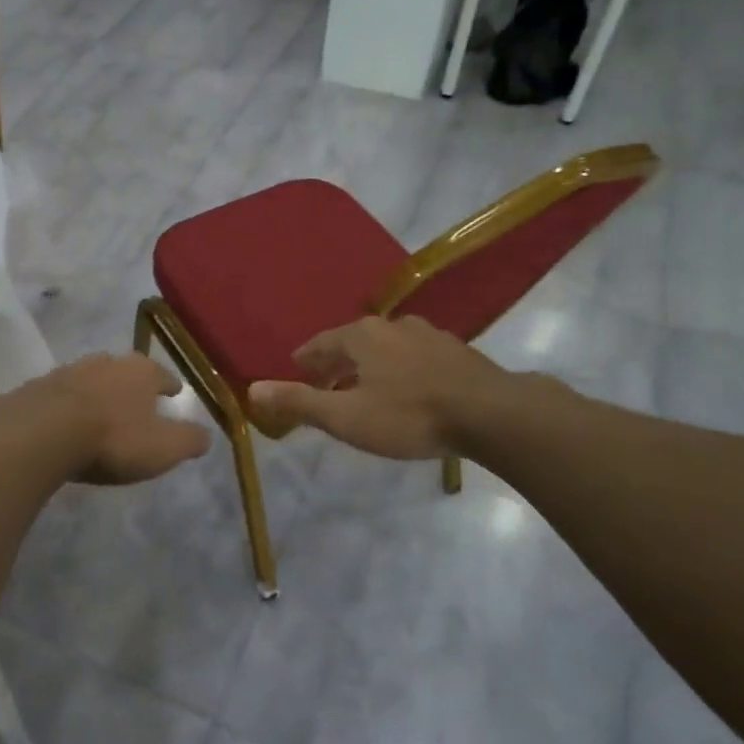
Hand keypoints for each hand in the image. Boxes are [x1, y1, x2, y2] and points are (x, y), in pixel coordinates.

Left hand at [28, 353, 211, 484]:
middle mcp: (108, 362)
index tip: (175, 392)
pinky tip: (68, 420)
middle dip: (132, 384)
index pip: (163, 375)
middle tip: (137, 400)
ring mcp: (70, 370)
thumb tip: (207, 436)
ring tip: (102, 410)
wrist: (43, 431)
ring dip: (99, 392)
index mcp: (141, 371)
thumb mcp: (164, 448)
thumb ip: (189, 440)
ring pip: (93, 378)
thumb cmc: (113, 438)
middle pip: (126, 370)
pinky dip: (70, 404)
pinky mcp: (39, 387)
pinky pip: (62, 394)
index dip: (171, 385)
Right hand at [248, 315, 517, 459]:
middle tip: (325, 385)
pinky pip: (415, 358)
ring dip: (370, 367)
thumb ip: (299, 402)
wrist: (492, 413)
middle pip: (353, 343)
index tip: (296, 370)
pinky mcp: (456, 352)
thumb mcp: (346, 417)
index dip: (305, 360)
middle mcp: (393, 326)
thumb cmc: (409, 416)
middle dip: (336, 364)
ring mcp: (429, 335)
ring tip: (364, 389)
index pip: (320, 343)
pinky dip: (400, 372)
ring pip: (386, 349)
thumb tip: (252, 390)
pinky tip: (407, 391)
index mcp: (361, 336)